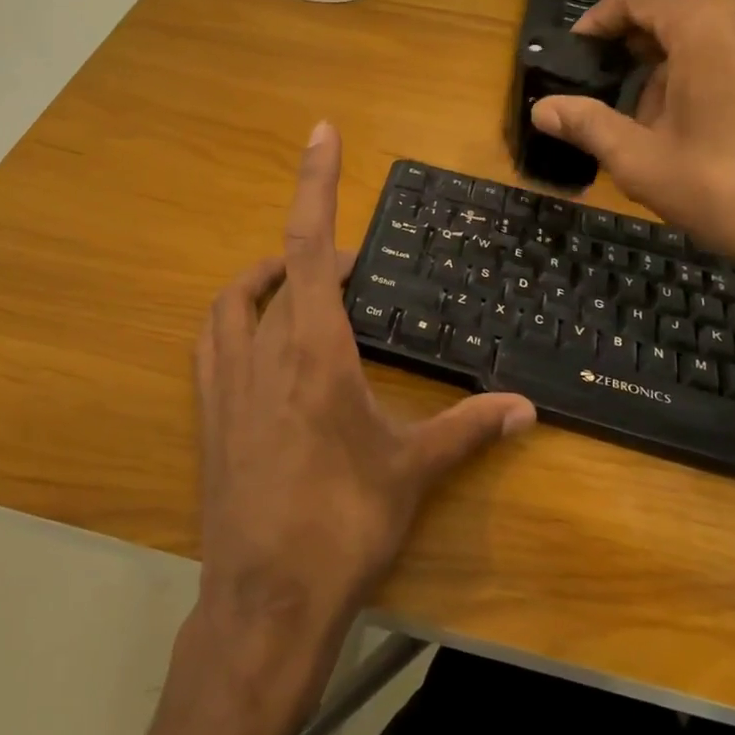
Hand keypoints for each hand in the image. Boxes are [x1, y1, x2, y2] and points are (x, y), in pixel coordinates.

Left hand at [193, 122, 535, 648]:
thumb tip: (525, 408)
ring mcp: (226, 381)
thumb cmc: (343, 526)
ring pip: (236, 300)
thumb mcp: (412, 471)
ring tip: (303, 288)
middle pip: (279, 269)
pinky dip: (237, 317)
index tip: (321, 132)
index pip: (309, 244)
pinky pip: (214, 339)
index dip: (316, 182)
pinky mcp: (208, 413)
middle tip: (353, 271)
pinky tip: (261, 339)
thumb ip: (468, 429)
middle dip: (315, 254)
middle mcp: (262, 351)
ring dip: (267, 277)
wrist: (265, 601)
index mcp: (314, 350)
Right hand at [531, 0, 734, 353]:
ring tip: (649, 130)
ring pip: (705, 38)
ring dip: (667, 72)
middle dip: (632, 53)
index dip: (598, 20)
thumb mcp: (643, 162)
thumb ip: (587, 125)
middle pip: (673, 14)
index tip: (575, 55)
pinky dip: (704, 78)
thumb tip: (540, 109)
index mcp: (709, 25)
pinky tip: (695, 132)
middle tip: (605, 101)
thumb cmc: (729, 191)